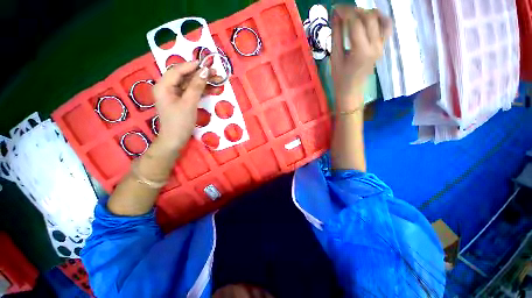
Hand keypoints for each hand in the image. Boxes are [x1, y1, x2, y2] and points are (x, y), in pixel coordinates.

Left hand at [152, 61, 208, 149]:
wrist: (175, 140)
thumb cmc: (180, 122)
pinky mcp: (182, 101)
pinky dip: (202, 91)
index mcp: (163, 86)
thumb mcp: (189, 103)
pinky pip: (192, 92)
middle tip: (216, 73)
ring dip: (204, 83)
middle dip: (201, 75)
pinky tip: (213, 89)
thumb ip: (196, 86)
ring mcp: (175, 94)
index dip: (192, 65)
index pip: (178, 70)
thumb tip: (205, 71)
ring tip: (218, 80)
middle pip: (185, 76)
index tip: (207, 63)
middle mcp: (168, 87)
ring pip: (190, 84)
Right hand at [331, 6, 391, 111]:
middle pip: (368, 17)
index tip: (335, 9)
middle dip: (354, 10)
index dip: (345, 12)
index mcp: (360, 51)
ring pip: (378, 19)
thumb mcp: (335, 57)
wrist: (351, 90)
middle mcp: (375, 45)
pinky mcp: (382, 46)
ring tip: (354, 16)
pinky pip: (386, 26)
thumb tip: (335, 15)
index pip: (355, 22)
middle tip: (342, 12)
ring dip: (365, 13)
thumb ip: (336, 34)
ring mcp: (381, 45)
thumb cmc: (340, 78)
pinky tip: (370, 17)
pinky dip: (379, 17)